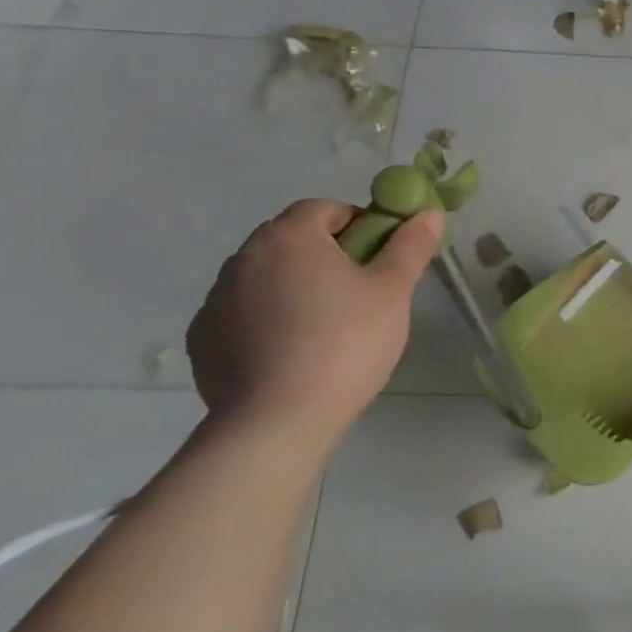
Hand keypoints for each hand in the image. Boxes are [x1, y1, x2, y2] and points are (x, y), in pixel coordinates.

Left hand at [187, 199, 443, 442]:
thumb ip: (411, 246)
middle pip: (293, 240)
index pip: (325, 209)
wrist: (277, 422)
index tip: (380, 256)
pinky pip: (244, 314)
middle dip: (327, 255)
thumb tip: (428, 213)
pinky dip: (268, 321)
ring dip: (295, 287)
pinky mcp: (203, 340)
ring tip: (328, 328)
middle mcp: (243, 258)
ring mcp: (215, 300)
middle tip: (361, 291)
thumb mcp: (393, 292)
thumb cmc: (346, 343)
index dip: (359, 225)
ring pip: (267, 277)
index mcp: (289, 237)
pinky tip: (292, 353)